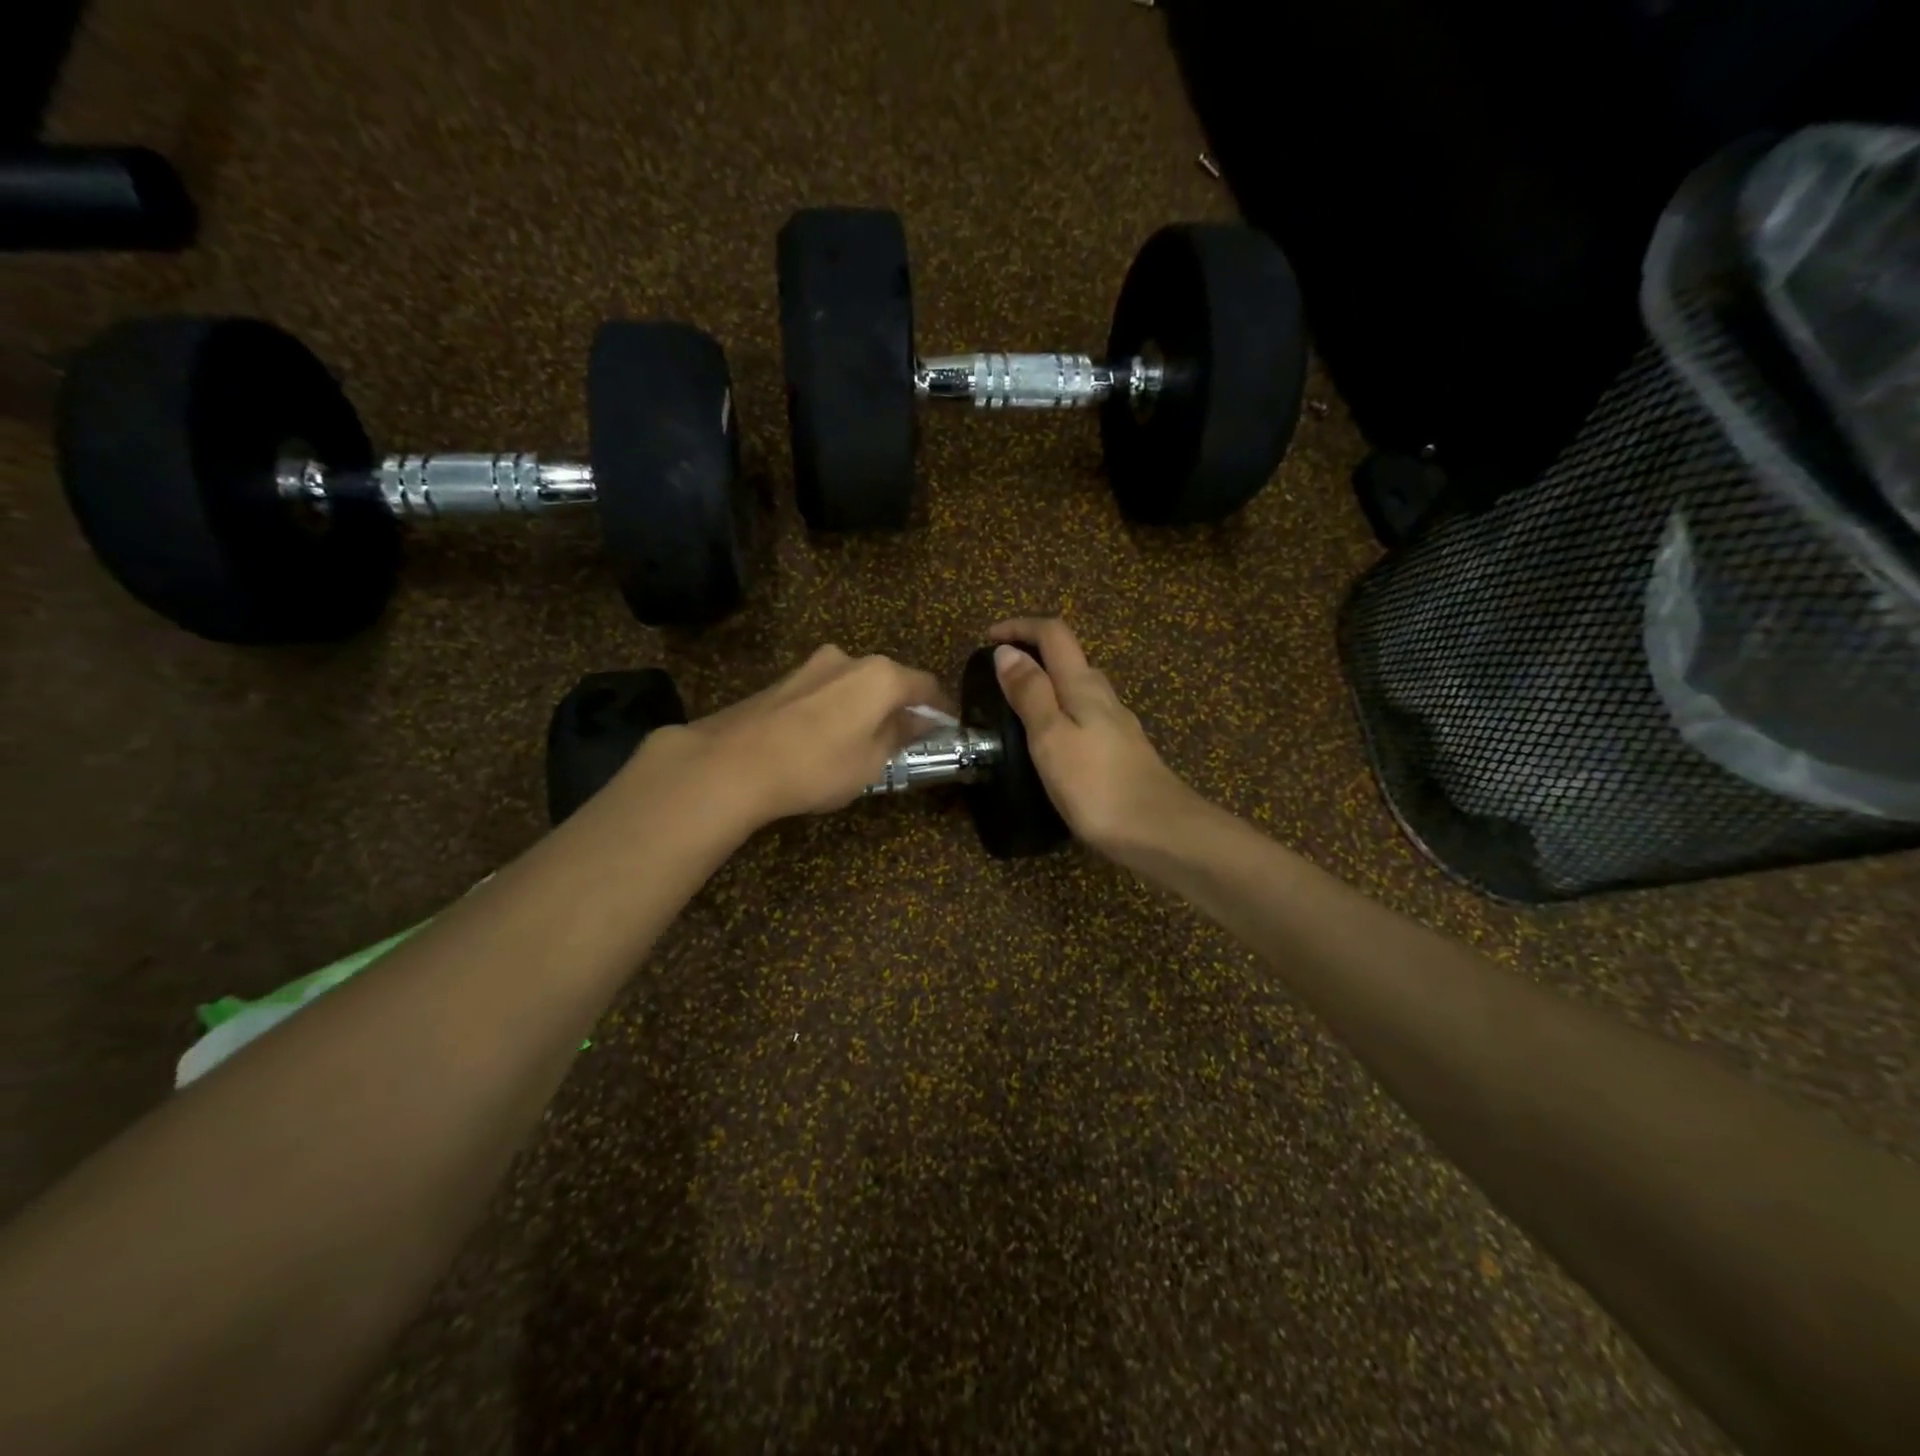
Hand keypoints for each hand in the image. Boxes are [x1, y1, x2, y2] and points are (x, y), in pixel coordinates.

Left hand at [639, 645, 947, 828]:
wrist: (732, 763)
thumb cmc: (817, 765)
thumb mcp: (872, 762)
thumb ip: (900, 735)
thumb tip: (917, 721)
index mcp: (880, 676)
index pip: (926, 686)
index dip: (941, 709)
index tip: (947, 730)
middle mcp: (849, 659)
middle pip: (889, 681)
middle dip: (901, 707)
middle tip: (906, 740)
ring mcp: (813, 666)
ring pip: (855, 685)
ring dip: (866, 708)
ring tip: (863, 743)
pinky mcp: (784, 679)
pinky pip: (826, 692)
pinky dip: (837, 710)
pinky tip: (826, 739)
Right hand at [988, 617, 1199, 858]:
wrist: (1161, 833)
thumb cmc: (1097, 785)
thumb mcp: (1051, 737)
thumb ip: (1030, 693)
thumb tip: (1007, 652)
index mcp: (1083, 687)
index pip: (1054, 635)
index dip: (1020, 627)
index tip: (988, 639)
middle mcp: (1104, 697)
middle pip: (1070, 658)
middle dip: (1033, 654)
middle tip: (998, 676)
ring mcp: (1118, 725)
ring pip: (1080, 688)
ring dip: (1047, 684)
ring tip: (1017, 708)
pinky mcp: (1122, 752)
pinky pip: (1087, 716)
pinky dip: (1062, 712)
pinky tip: (1051, 742)